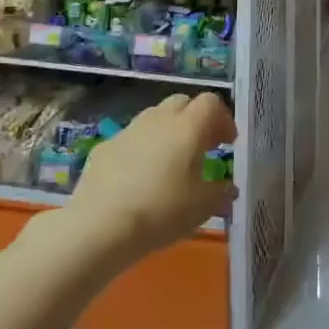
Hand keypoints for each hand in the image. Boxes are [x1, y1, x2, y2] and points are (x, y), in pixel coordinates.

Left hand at [69, 93, 237, 258]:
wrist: (100, 225)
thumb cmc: (162, 211)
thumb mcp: (203, 207)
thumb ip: (221, 192)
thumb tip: (228, 187)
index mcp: (188, 127)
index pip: (211, 102)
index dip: (223, 119)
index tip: (227, 143)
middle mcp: (159, 119)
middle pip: (182, 103)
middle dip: (195, 120)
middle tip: (201, 148)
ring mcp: (128, 130)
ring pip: (154, 118)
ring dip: (167, 132)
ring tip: (170, 164)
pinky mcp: (104, 147)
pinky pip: (131, 139)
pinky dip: (142, 149)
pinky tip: (139, 178)